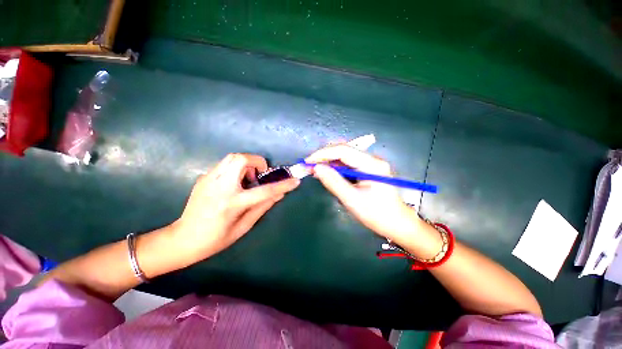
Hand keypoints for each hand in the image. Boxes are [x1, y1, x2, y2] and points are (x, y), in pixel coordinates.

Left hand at [173, 153, 299, 257]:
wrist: (183, 239)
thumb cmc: (216, 239)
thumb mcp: (244, 226)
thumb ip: (263, 206)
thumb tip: (279, 194)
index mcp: (232, 203)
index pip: (264, 191)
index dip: (283, 185)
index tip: (295, 180)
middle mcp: (219, 187)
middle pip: (241, 159)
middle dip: (257, 162)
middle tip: (259, 176)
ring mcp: (208, 179)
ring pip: (232, 157)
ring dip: (246, 163)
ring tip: (248, 180)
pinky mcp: (203, 178)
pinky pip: (224, 165)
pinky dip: (235, 169)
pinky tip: (234, 184)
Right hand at [305, 145, 422, 244]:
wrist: (398, 224)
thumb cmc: (377, 214)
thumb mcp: (352, 200)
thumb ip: (333, 182)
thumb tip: (316, 168)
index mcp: (372, 164)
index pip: (343, 150)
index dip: (323, 154)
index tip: (307, 161)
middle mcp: (372, 159)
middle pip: (344, 150)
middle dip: (324, 156)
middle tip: (309, 166)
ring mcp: (371, 164)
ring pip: (345, 156)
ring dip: (329, 161)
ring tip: (315, 170)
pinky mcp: (368, 170)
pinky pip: (348, 164)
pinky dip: (336, 167)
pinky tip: (328, 173)